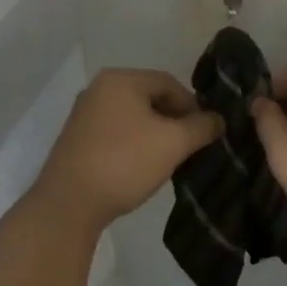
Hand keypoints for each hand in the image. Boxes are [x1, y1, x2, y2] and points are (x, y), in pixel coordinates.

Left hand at [35, 69, 223, 230]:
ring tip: (168, 159)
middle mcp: (99, 89)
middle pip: (149, 97)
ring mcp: (84, 114)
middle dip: (173, 120)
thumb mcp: (173, 143)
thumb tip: (219, 119)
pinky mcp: (75, 140)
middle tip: (189, 146)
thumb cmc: (124, 162)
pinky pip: (115, 132)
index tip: (205, 131)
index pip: (169, 83)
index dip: (192, 105)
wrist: (68, 206)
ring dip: (154, 133)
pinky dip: (132, 144)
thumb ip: (201, 127)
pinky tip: (140, 166)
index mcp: (121, 79)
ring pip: (132, 116)